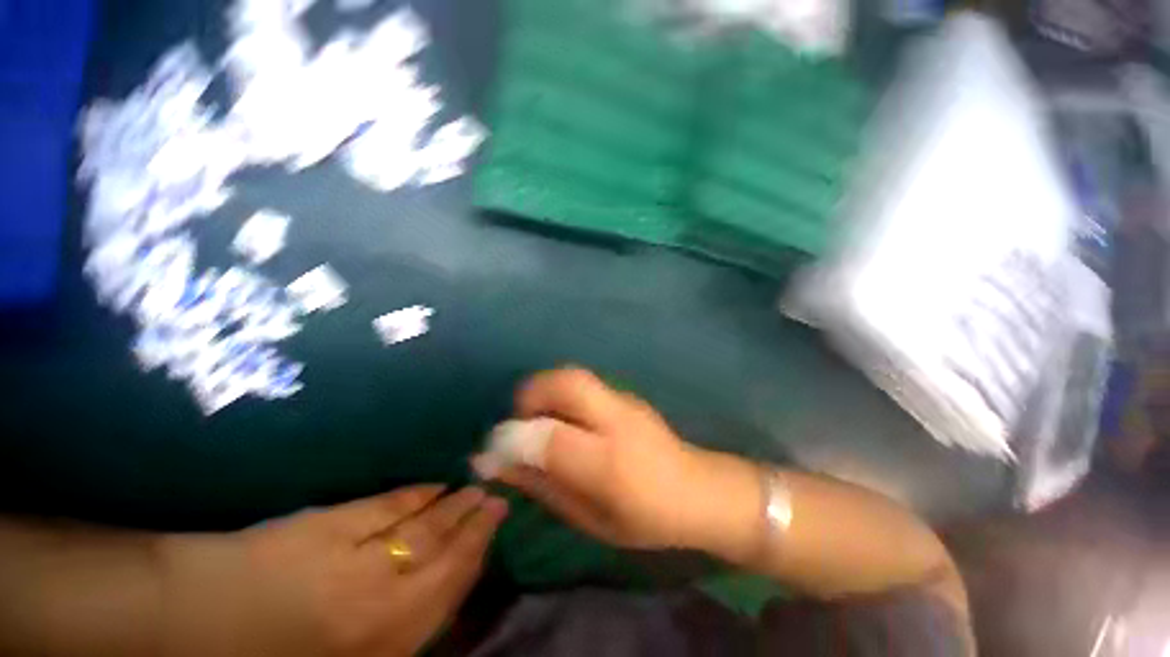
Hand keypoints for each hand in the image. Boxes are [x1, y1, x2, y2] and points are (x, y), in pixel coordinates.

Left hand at [160, 485, 507, 656]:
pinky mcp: (330, 527)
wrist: (189, 621)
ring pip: (423, 527)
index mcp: (383, 641)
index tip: (498, 524)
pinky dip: (414, 494)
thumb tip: (432, 595)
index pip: (450, 587)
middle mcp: (380, 599)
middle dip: (476, 524)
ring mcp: (356, 559)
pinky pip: (387, 506)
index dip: (478, 553)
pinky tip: (432, 485)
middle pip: (444, 552)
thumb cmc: (267, 654)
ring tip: (475, 487)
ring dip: (453, 505)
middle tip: (498, 497)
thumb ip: (391, 633)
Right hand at [479, 368, 730, 549]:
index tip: (492, 450)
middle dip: (531, 396)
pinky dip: (562, 393)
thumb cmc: (643, 517)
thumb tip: (496, 464)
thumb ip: (542, 486)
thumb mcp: (588, 517)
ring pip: (573, 375)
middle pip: (565, 383)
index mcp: (611, 464)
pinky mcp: (627, 394)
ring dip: (545, 391)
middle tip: (520, 424)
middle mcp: (618, 421)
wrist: (698, 490)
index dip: (514, 438)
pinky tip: (567, 419)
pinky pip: (584, 382)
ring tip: (540, 420)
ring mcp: (625, 401)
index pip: (551, 437)